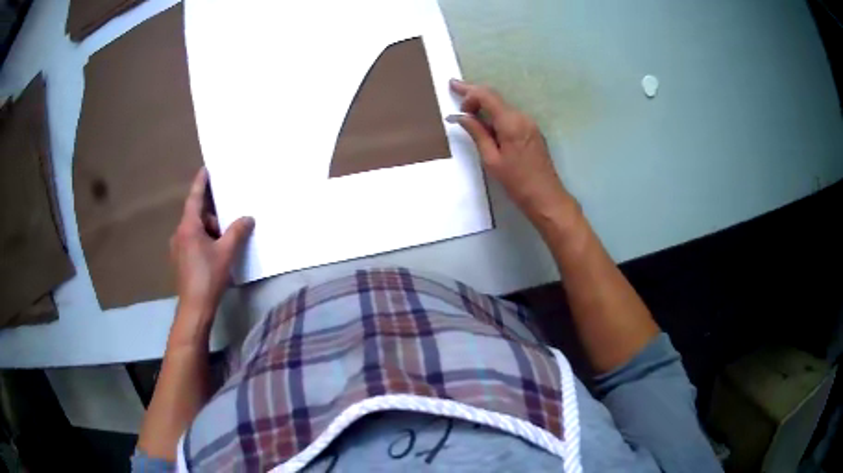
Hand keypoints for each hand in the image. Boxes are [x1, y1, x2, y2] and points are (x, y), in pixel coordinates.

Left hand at [170, 168, 253, 316]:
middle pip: (197, 216)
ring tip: (226, 242)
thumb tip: (248, 218)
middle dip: (213, 217)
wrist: (195, 308)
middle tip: (229, 220)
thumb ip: (237, 232)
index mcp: (188, 227)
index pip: (194, 199)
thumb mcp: (226, 252)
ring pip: (195, 231)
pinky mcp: (180, 260)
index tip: (205, 169)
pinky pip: (193, 242)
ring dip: (210, 232)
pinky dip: (205, 241)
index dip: (201, 183)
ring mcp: (178, 248)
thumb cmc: (208, 276)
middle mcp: (179, 234)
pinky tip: (216, 254)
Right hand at [448, 79, 571, 219]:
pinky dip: (495, 115)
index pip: (487, 96)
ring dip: (484, 105)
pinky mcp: (532, 132)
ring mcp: (529, 124)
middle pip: (495, 98)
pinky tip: (485, 123)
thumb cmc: (517, 182)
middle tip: (455, 89)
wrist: (546, 197)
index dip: (469, 91)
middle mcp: (522, 117)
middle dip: (475, 94)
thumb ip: (477, 133)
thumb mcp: (491, 159)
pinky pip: (510, 116)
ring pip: (502, 107)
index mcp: (511, 122)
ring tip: (467, 111)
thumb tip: (461, 117)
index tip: (453, 91)